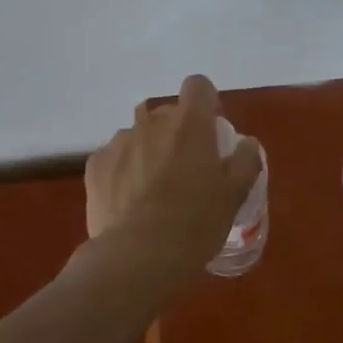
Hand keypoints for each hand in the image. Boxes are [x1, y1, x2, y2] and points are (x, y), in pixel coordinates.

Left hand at [85, 74, 262, 281]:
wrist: (136, 257)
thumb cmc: (194, 223)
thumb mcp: (234, 195)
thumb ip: (245, 161)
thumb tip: (246, 144)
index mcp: (190, 124)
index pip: (198, 86)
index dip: (206, 103)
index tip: (211, 131)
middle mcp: (152, 122)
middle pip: (168, 113)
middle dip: (177, 133)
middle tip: (187, 170)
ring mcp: (119, 142)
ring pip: (139, 135)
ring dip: (149, 151)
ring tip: (154, 190)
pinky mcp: (95, 165)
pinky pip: (115, 157)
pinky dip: (123, 170)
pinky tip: (130, 201)